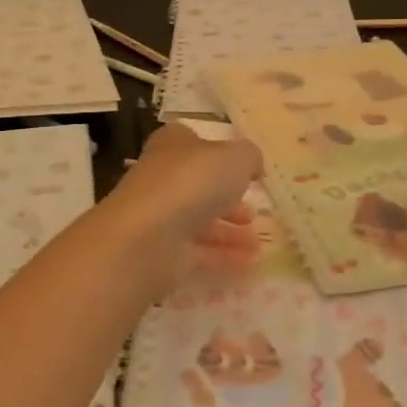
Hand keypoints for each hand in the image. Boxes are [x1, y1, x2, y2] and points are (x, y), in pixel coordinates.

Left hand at [105, 122, 262, 281]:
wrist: (148, 236)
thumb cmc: (192, 181)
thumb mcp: (235, 157)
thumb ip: (249, 157)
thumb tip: (252, 165)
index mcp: (173, 145)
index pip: (192, 142)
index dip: (219, 152)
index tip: (246, 170)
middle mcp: (163, 178)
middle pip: (198, 186)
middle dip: (228, 200)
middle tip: (253, 212)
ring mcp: (160, 217)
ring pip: (199, 222)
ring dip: (229, 232)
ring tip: (258, 243)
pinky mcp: (162, 252)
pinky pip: (199, 253)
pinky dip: (224, 257)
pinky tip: (250, 263)